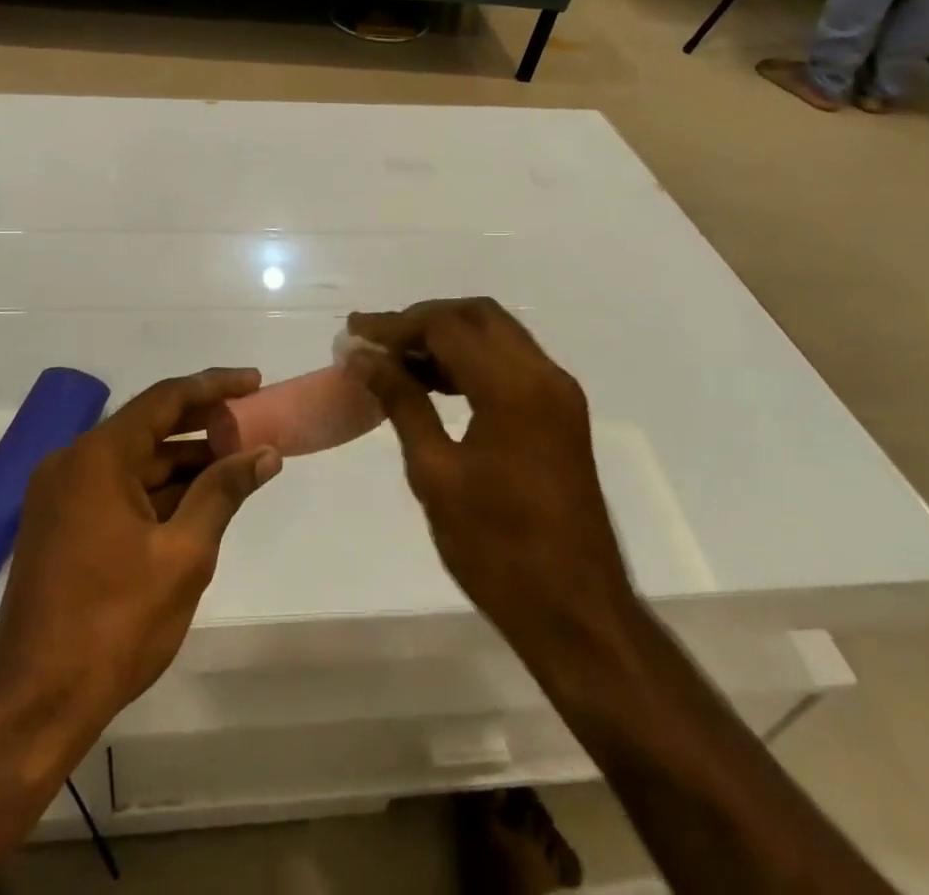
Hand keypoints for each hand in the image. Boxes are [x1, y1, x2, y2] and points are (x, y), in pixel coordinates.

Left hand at [0, 370, 281, 728]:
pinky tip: (196, 501)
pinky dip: (156, 490)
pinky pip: (117, 488)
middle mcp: (73, 462)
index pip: (165, 400)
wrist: (33, 705)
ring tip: (236, 463)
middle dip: (202, 426)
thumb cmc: (114, 624)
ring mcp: (61, 495)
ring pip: (134, 461)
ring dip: (182, 461)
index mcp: (98, 457)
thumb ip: (223, 492)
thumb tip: (265, 453)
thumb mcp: (183, 555)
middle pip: (148, 426)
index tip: (254, 382)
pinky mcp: (60, 524)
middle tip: (252, 424)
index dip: (214, 387)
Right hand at [343, 300, 637, 661]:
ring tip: (395, 361)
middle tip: (376, 341)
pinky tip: (433, 383)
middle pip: (477, 315)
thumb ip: (400, 402)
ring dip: (447, 337)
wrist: (577, 613)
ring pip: (496, 335)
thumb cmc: (498, 549)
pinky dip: (471, 360)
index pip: (446, 326)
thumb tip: (362, 357)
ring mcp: (558, 394)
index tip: (352, 333)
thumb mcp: (435, 473)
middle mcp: (543, 375)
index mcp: (514, 387)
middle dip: (423, 320)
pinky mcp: (560, 415)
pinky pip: (511, 363)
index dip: (394, 324)